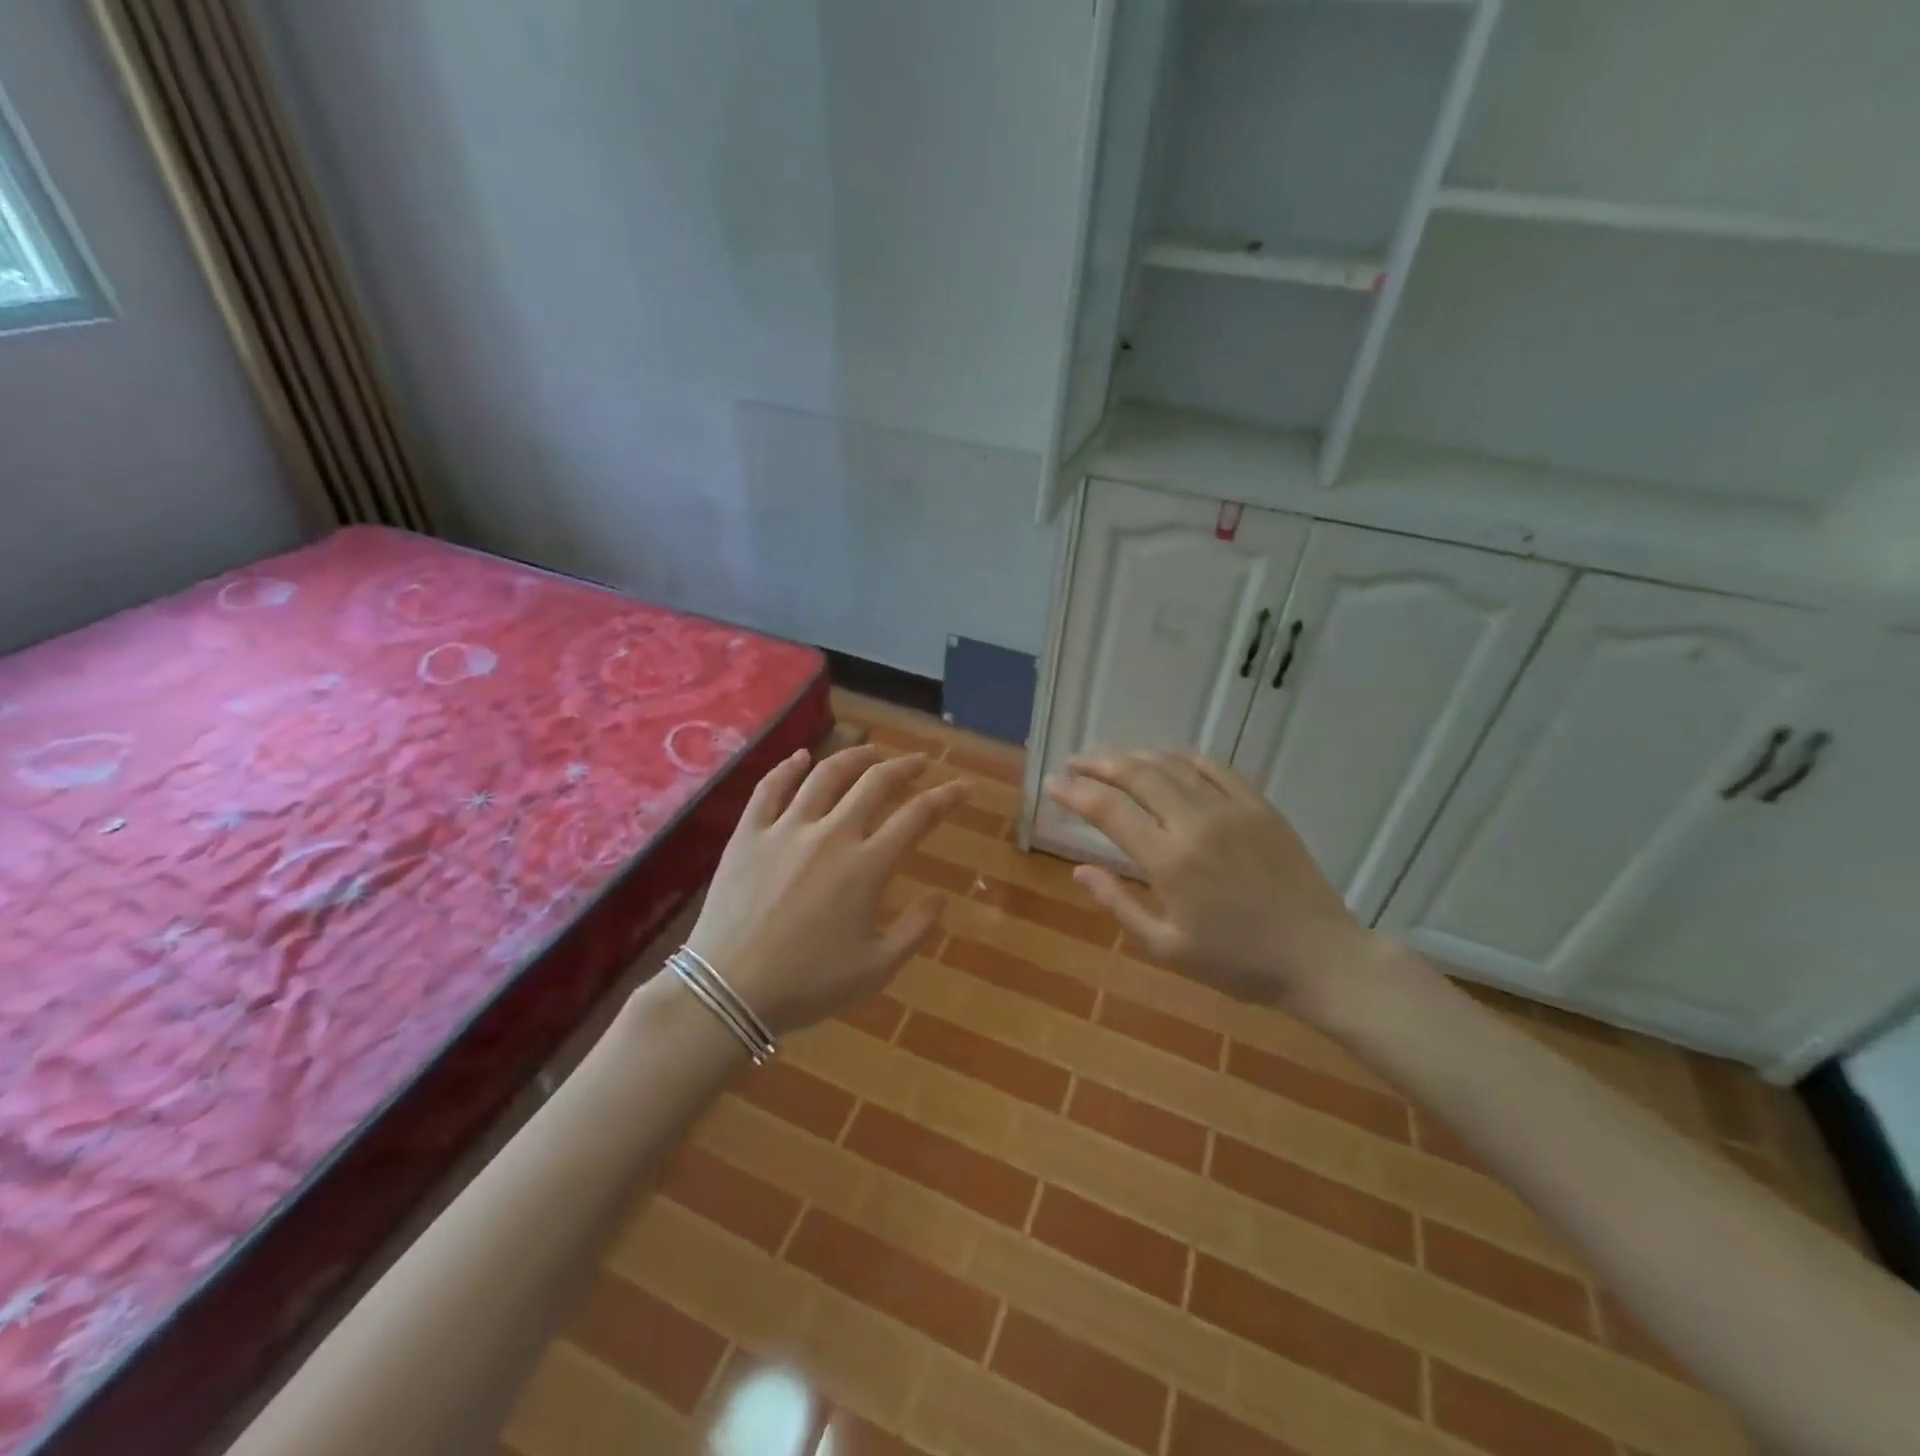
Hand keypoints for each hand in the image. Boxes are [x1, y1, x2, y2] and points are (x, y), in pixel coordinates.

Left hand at [684, 745, 966, 1037]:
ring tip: (872, 752)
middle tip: (918, 763)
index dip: (946, 797)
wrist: (729, 991)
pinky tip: (801, 757)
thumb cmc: (807, 985)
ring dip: (855, 757)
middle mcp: (831, 834)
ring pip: (826, 774)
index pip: (917, 816)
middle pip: (874, 783)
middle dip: (904, 767)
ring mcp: (786, 829)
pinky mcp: (749, 833)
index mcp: (866, 866)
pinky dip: (788, 767)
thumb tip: (941, 898)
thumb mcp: (876, 969)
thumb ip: (915, 930)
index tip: (962, 787)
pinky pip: (770, 788)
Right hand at [1045, 751, 1399, 1018]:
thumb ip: (1119, 905)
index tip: (1052, 784)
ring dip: (1135, 757)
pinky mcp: (1260, 805)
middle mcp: (1196, 822)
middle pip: (1136, 774)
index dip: (1075, 793)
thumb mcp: (1167, 948)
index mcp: (1169, 861)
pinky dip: (1182, 758)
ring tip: (1111, 760)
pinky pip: (1214, 768)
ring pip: (1172, 765)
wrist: (1321, 957)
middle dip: (1098, 764)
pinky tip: (1167, 761)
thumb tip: (1080, 870)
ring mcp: (1232, 808)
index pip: (1109, 810)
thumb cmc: (1238, 962)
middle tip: (1074, 763)